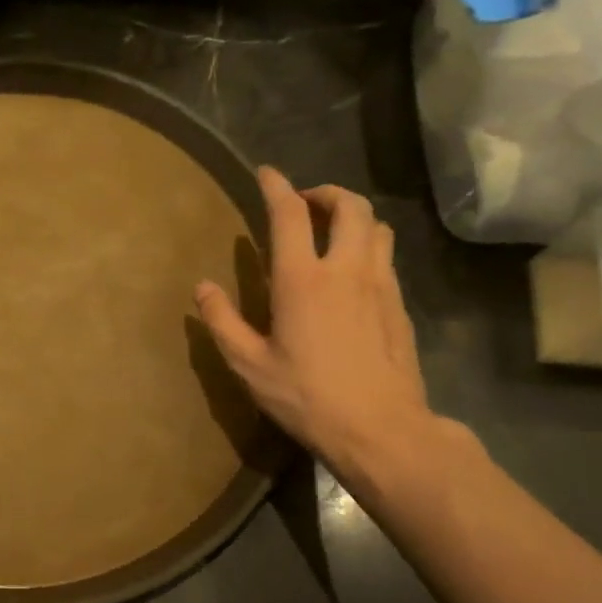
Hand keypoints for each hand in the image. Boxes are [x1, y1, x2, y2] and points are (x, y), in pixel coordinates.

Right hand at [195, 170, 440, 485]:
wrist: (381, 429)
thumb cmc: (306, 397)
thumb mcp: (249, 365)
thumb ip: (222, 322)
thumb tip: (202, 287)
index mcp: (303, 280)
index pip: (290, 215)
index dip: (277, 187)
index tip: (266, 173)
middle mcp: (346, 270)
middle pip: (349, 205)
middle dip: (326, 192)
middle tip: (304, 203)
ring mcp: (380, 285)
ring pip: (376, 226)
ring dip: (353, 216)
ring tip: (332, 231)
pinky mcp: (399, 305)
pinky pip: (386, 257)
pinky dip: (368, 246)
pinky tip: (352, 274)